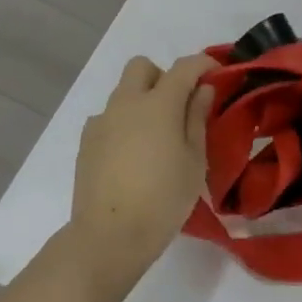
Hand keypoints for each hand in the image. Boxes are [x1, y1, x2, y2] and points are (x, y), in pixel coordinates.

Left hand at [69, 53, 216, 296]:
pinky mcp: (86, 142)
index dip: (202, 64)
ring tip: (155, 137)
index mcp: (158, 103)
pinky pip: (108, 117)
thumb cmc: (162, 199)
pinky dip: (123, 124)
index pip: (183, 67)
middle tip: (178, 106)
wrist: (108, 237)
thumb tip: (201, 89)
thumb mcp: (194, 161)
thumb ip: (197, 118)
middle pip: (142, 67)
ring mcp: (102, 121)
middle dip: (162, 76)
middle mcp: (127, 102)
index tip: (216, 73)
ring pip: (123, 92)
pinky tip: (131, 155)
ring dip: (142, 100)